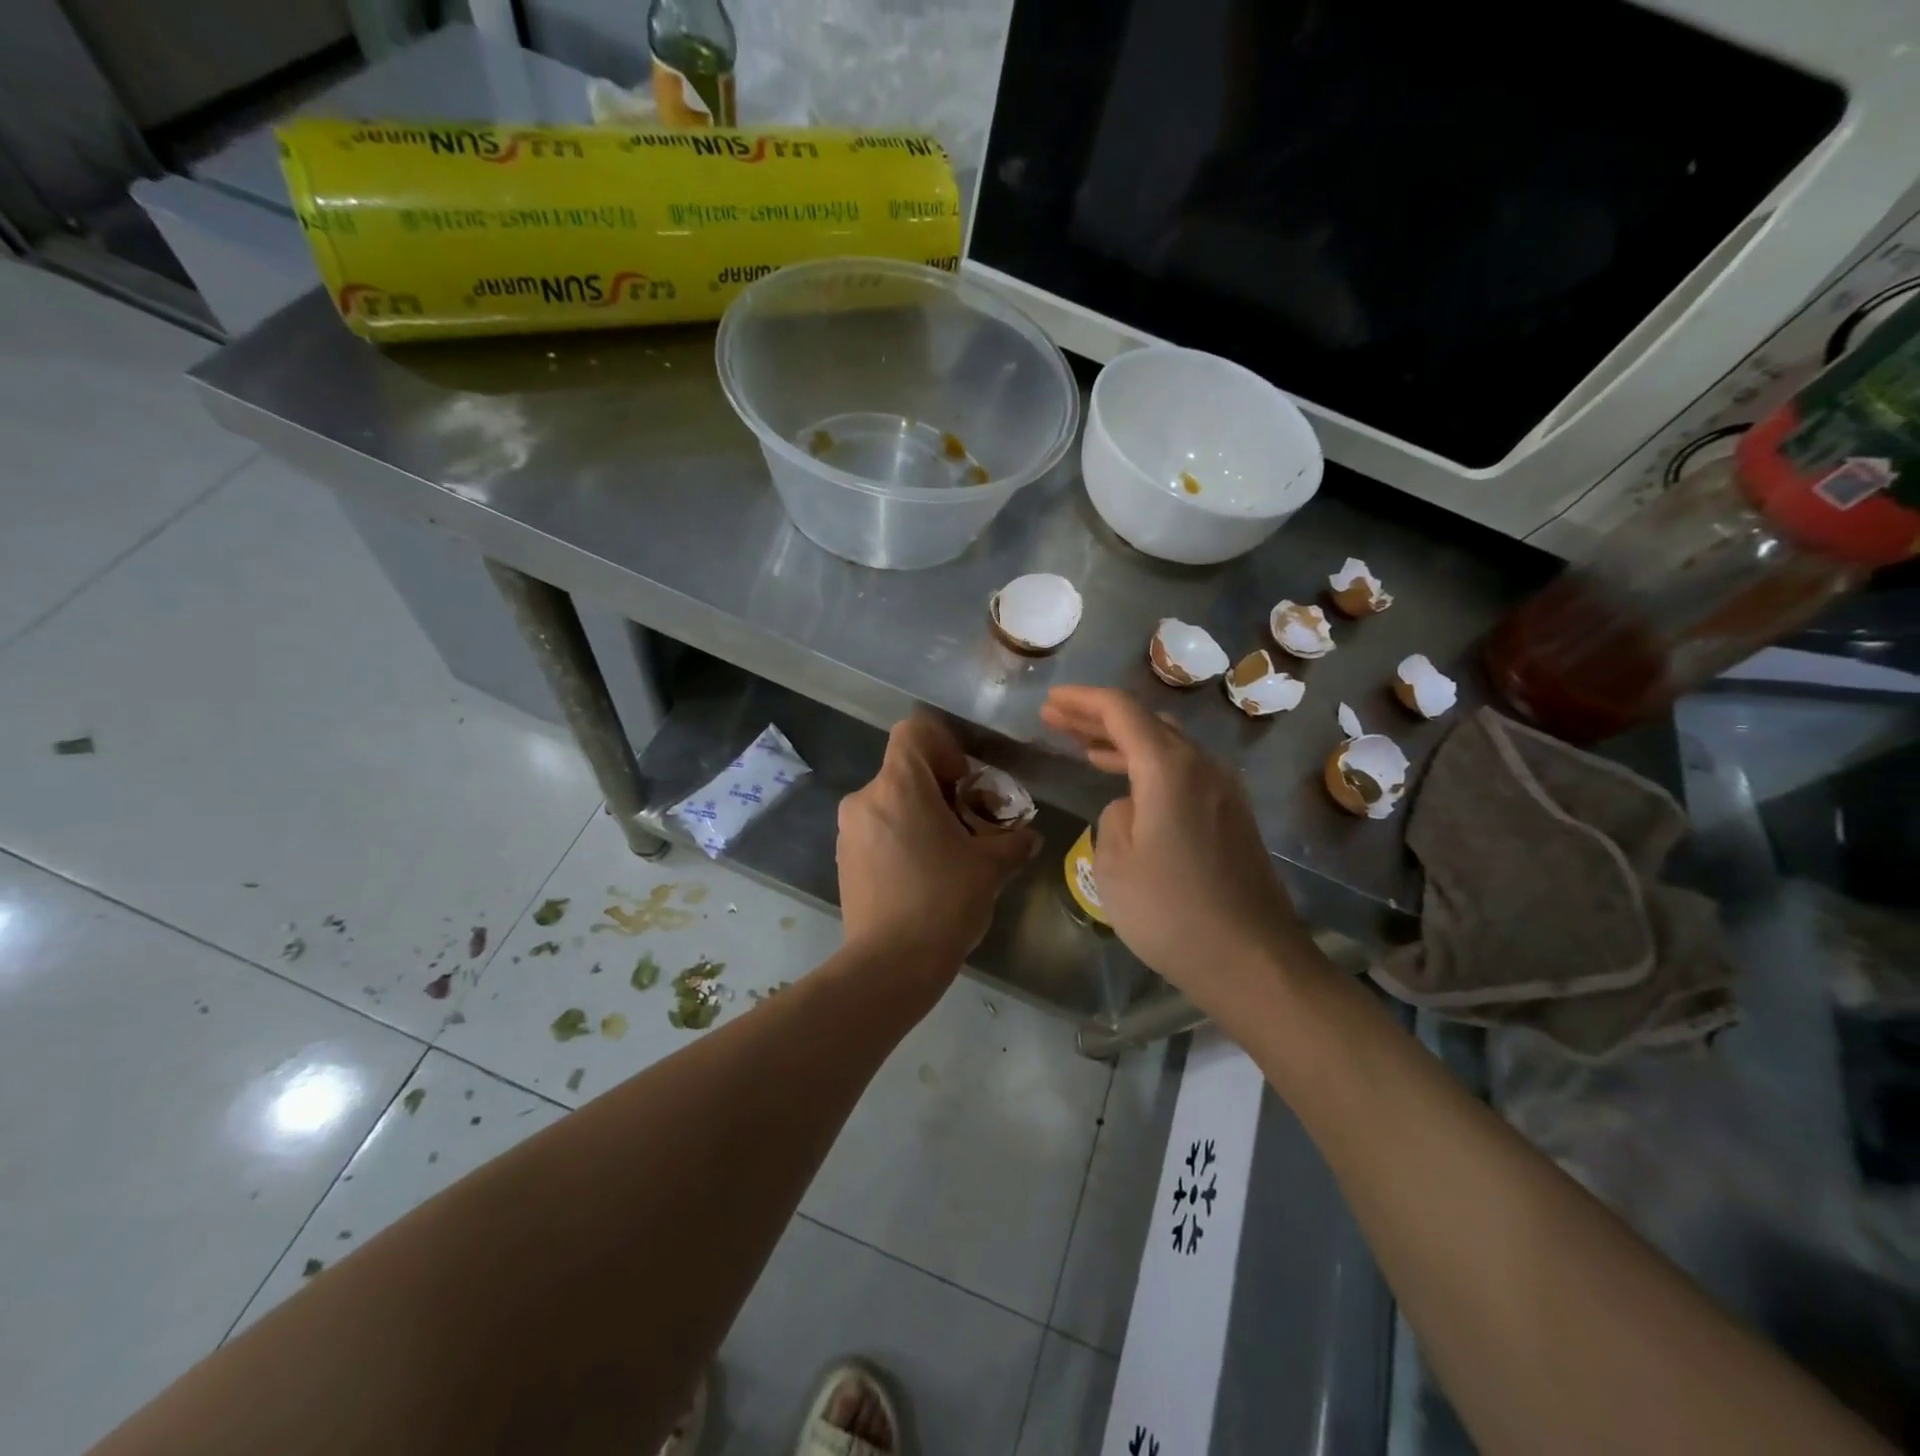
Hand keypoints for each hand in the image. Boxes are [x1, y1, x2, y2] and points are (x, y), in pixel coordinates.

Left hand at [837, 713, 1038, 975]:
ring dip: (920, 814)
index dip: (945, 745)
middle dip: (940, 788)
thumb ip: (1013, 842)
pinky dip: (900, 836)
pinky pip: (877, 829)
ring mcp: (849, 830)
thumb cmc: (944, 901)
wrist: (890, 965)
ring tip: (948, 853)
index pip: (914, 731)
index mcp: (898, 786)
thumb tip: (1028, 837)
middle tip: (969, 823)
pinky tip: (922, 874)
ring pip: (890, 800)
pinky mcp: (844, 859)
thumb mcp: (991, 867)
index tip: (965, 781)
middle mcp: (865, 798)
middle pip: (905, 769)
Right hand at [1040, 686, 1314, 1014]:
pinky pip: (1183, 771)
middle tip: (1055, 718)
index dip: (1081, 701)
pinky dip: (1148, 765)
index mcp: (1169, 768)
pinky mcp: (1232, 816)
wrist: (1252, 960)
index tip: (1050, 700)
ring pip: (1167, 745)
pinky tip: (1127, 784)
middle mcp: (1202, 766)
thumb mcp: (1115, 864)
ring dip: (1123, 742)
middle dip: (1098, 717)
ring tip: (1082, 745)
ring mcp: (1223, 790)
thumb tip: (1131, 806)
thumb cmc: (1171, 912)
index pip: (1120, 711)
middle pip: (1145, 722)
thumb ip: (1114, 818)